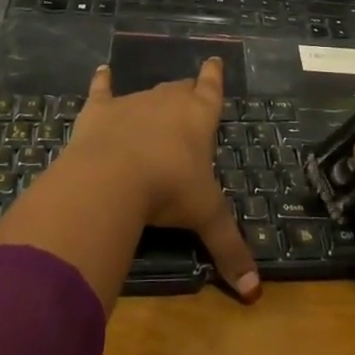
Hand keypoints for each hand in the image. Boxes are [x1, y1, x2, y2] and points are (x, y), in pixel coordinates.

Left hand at [65, 59, 261, 300]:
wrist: (113, 177)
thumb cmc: (169, 190)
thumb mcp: (205, 218)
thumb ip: (229, 249)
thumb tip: (254, 293)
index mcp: (199, 119)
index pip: (211, 91)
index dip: (214, 77)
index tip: (214, 61)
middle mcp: (168, 101)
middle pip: (179, 90)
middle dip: (185, 92)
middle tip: (188, 96)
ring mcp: (132, 102)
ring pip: (147, 92)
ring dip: (151, 99)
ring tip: (153, 102)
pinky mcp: (100, 110)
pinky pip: (102, 90)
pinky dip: (102, 81)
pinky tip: (101, 71)